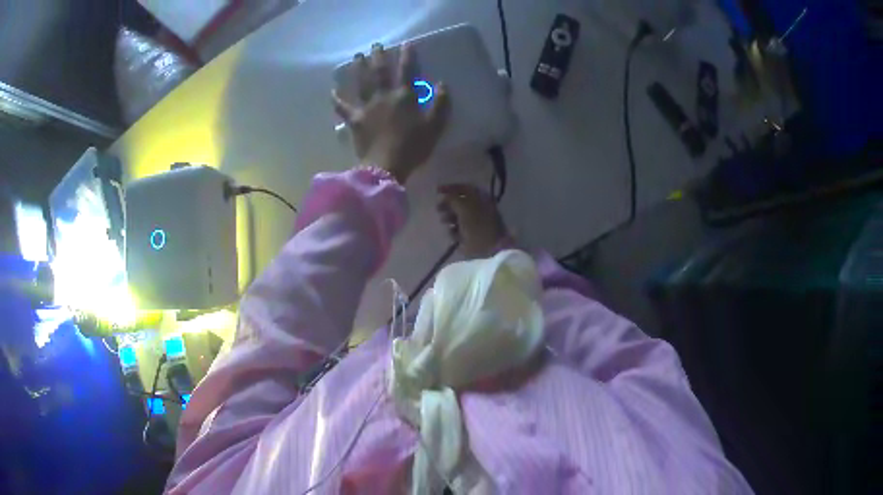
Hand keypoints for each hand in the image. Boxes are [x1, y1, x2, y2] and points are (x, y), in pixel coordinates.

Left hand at [332, 43, 450, 183]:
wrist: (386, 165)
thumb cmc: (413, 147)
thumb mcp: (435, 126)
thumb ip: (441, 104)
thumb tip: (442, 84)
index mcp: (404, 96)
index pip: (407, 70)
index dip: (407, 56)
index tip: (406, 43)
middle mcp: (383, 96)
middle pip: (380, 71)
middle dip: (379, 56)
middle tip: (376, 45)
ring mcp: (366, 107)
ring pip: (361, 83)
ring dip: (359, 68)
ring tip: (357, 56)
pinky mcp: (354, 120)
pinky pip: (343, 108)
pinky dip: (337, 99)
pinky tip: (332, 91)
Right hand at [437, 184, 507, 258]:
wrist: (489, 250)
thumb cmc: (478, 226)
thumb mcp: (464, 208)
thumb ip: (453, 199)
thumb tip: (445, 196)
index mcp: (481, 199)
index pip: (464, 188)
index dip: (450, 187)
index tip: (437, 190)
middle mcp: (478, 209)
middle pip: (459, 202)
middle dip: (447, 204)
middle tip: (438, 208)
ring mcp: (474, 223)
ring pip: (457, 217)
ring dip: (449, 218)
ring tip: (445, 221)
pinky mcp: (470, 236)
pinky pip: (458, 230)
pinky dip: (453, 231)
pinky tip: (454, 235)